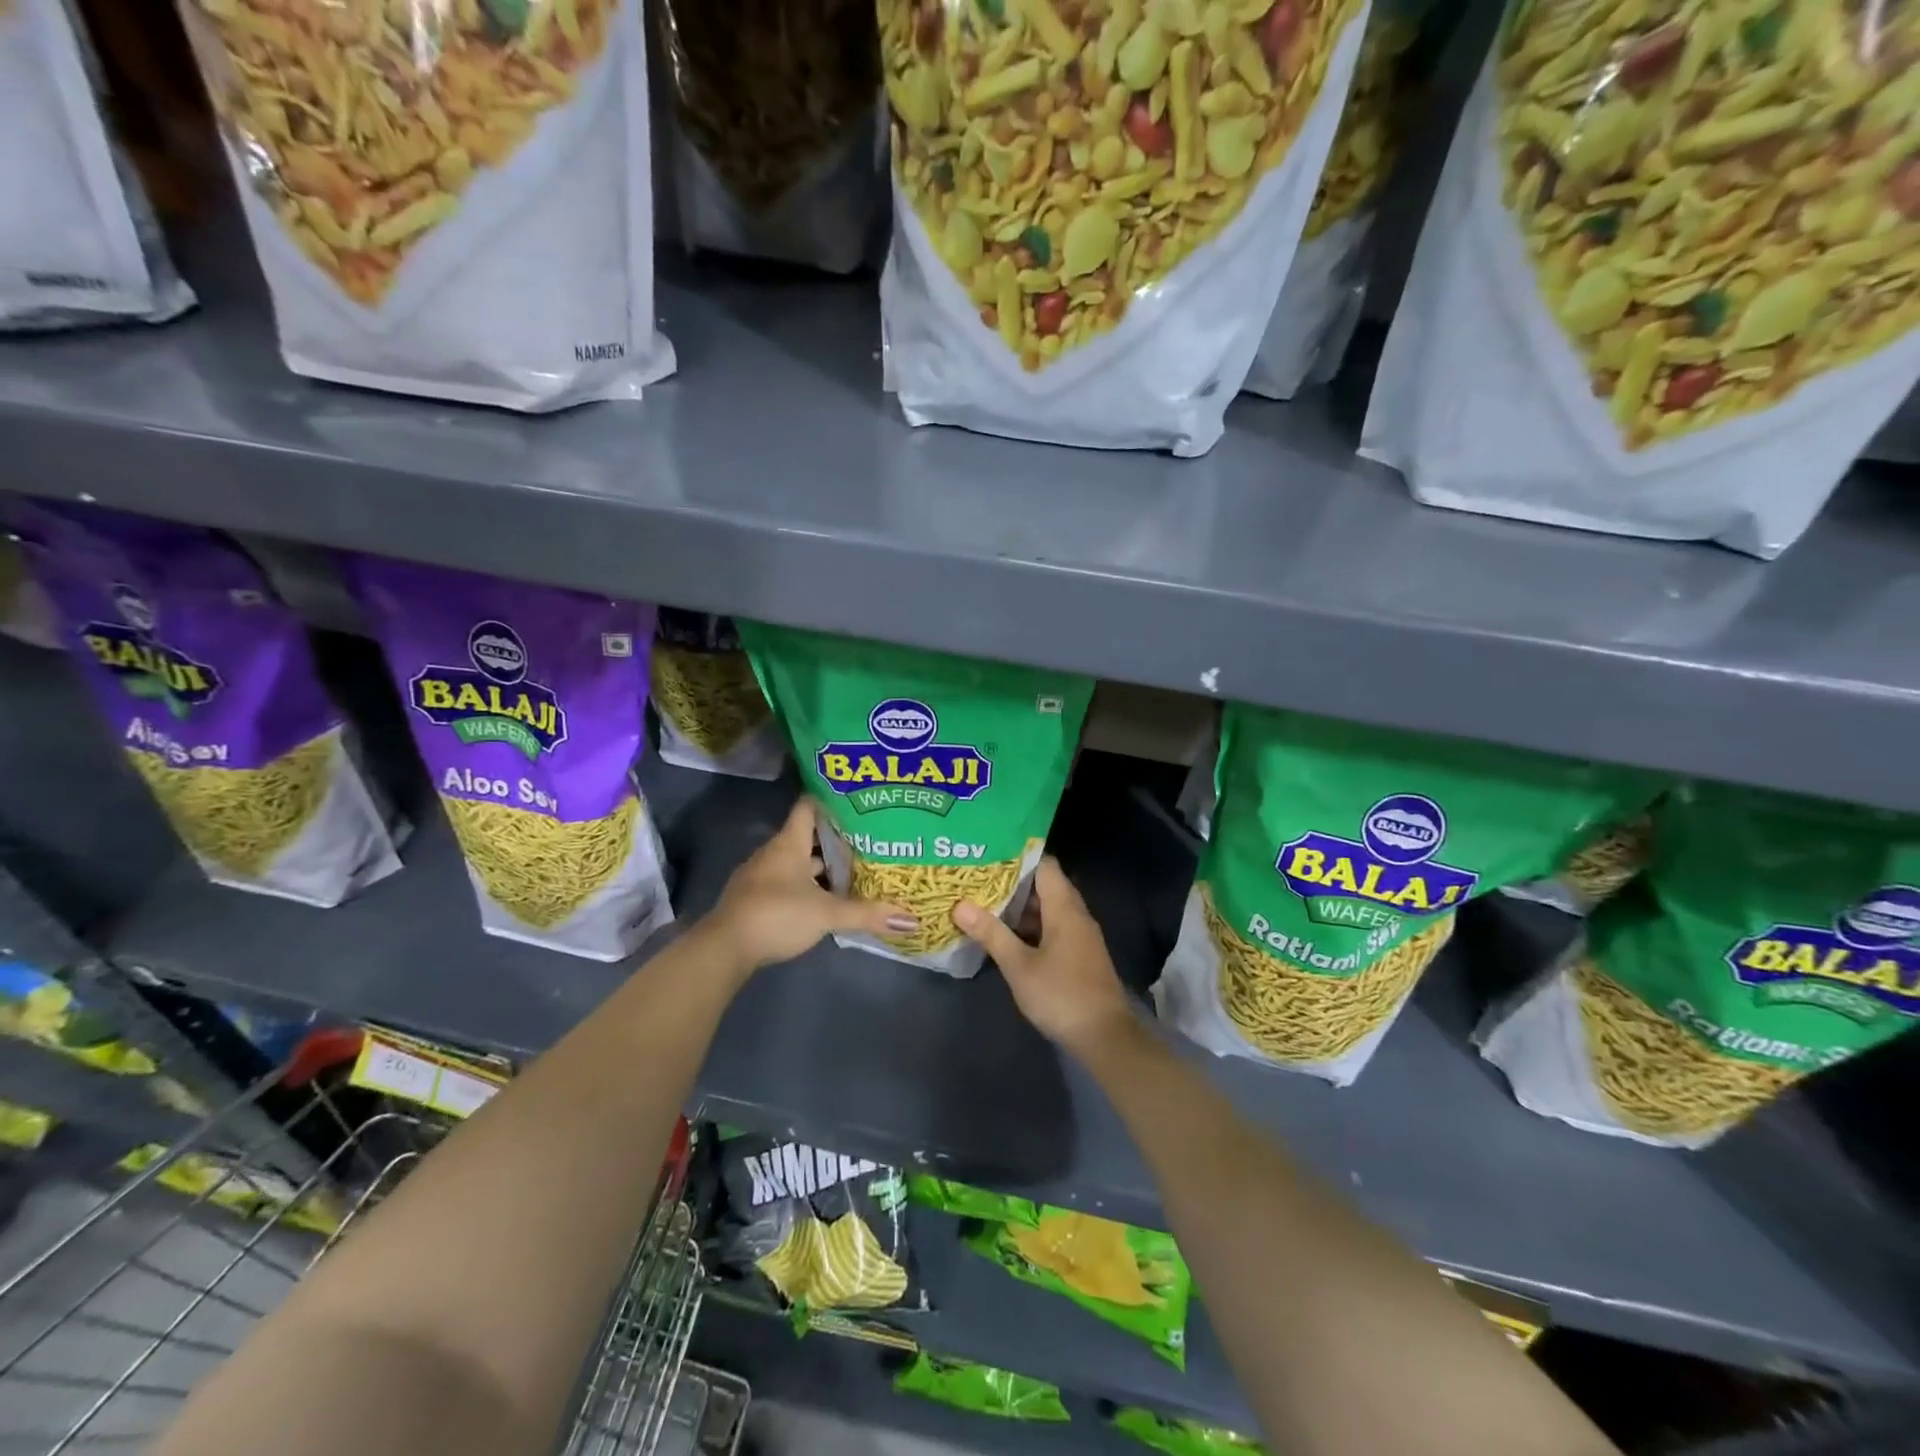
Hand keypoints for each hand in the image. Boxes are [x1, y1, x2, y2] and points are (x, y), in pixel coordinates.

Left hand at [703, 797, 916, 974]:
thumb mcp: (826, 914)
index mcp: (789, 843)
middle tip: (869, 840)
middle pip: (808, 837)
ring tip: (855, 870)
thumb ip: (867, 914)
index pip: (809, 807)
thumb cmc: (776, 915)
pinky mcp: (756, 899)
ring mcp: (762, 876)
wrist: (724, 949)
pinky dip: (807, 886)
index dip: (831, 800)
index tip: (858, 800)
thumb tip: (912, 921)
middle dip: (836, 839)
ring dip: (822, 867)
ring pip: (798, 862)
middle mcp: (774, 853)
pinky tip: (826, 900)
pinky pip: (787, 883)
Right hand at [953, 857, 1133, 1055]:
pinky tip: (1008, 936)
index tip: (989, 854)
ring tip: (986, 903)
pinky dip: (1032, 926)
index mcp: (1065, 908)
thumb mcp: (1019, 966)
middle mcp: (1076, 914)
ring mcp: (1080, 935)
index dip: (1019, 857)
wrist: (1105, 1036)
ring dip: (1021, 907)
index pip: (1045, 865)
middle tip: (979, 879)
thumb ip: (991, 933)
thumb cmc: (1061, 994)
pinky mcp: (1080, 954)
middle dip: (1014, 882)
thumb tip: (960, 904)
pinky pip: (1054, 927)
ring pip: (1049, 909)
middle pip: (1046, 885)